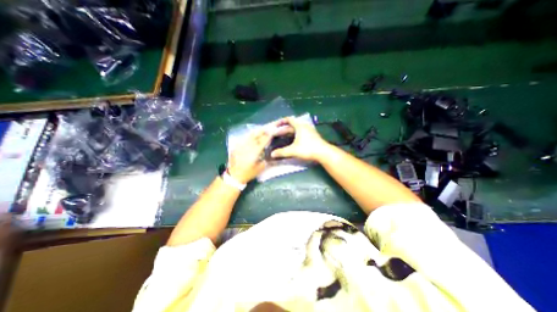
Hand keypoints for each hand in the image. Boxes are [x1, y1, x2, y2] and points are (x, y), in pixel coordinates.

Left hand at [227, 128, 272, 183]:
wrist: (234, 175)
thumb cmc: (248, 173)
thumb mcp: (260, 168)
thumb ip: (265, 159)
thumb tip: (268, 152)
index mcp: (254, 152)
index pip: (263, 141)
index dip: (268, 135)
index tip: (273, 130)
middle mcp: (247, 147)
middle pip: (256, 135)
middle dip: (263, 130)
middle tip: (269, 127)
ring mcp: (241, 145)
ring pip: (250, 135)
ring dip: (257, 131)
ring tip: (263, 128)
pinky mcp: (236, 145)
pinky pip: (244, 138)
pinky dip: (250, 134)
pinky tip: (253, 133)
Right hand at [271, 116, 327, 161]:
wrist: (323, 153)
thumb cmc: (308, 149)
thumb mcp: (293, 150)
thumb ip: (282, 152)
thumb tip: (272, 154)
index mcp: (299, 126)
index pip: (288, 119)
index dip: (280, 122)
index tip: (274, 126)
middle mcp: (304, 126)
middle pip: (291, 125)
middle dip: (283, 130)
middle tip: (275, 134)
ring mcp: (309, 131)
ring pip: (296, 130)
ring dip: (288, 133)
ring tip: (282, 137)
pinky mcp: (312, 136)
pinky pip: (300, 133)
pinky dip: (294, 136)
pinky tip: (291, 141)